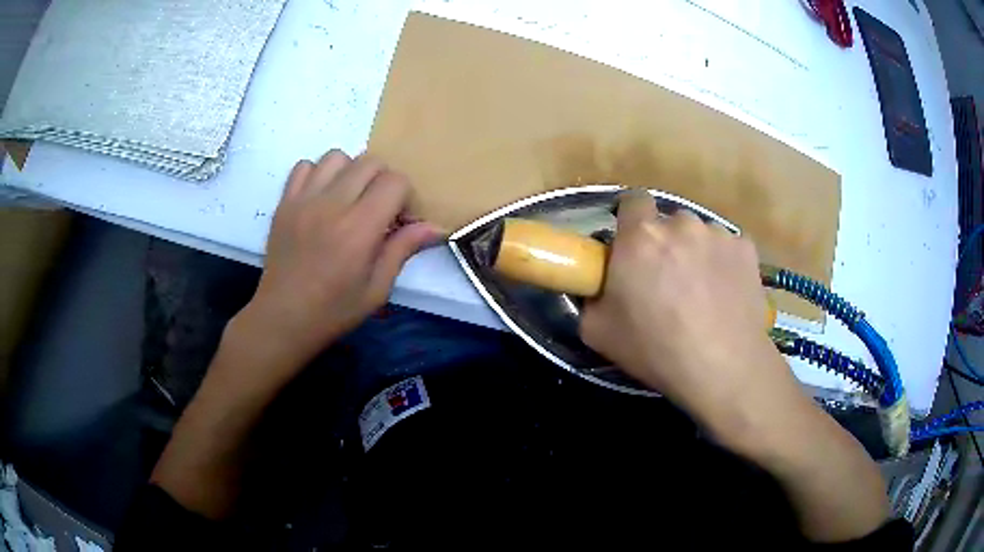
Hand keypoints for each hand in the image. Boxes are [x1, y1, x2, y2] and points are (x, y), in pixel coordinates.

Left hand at [232, 150, 441, 377]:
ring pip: (337, 156)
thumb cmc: (333, 310)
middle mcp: (332, 205)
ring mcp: (304, 200)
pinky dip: (318, 174)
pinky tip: (321, 198)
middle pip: (370, 161)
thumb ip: (403, 250)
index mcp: (359, 228)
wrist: (283, 318)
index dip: (405, 197)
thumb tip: (435, 227)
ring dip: (351, 172)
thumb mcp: (377, 289)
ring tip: (348, 199)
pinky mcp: (284, 202)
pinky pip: (304, 166)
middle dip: (383, 181)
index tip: (398, 221)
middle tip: (377, 209)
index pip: (395, 181)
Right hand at [579, 191, 788, 431]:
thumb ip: (590, 298)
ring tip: (702, 291)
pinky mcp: (746, 248)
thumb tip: (597, 287)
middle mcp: (680, 223)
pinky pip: (728, 248)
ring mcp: (718, 233)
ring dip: (695, 253)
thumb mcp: (598, 332)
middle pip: (668, 222)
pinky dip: (724, 263)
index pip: (632, 201)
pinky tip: (726, 293)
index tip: (632, 245)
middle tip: (666, 280)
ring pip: (700, 234)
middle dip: (664, 243)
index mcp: (640, 237)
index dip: (631, 219)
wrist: (723, 367)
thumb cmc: (656, 350)